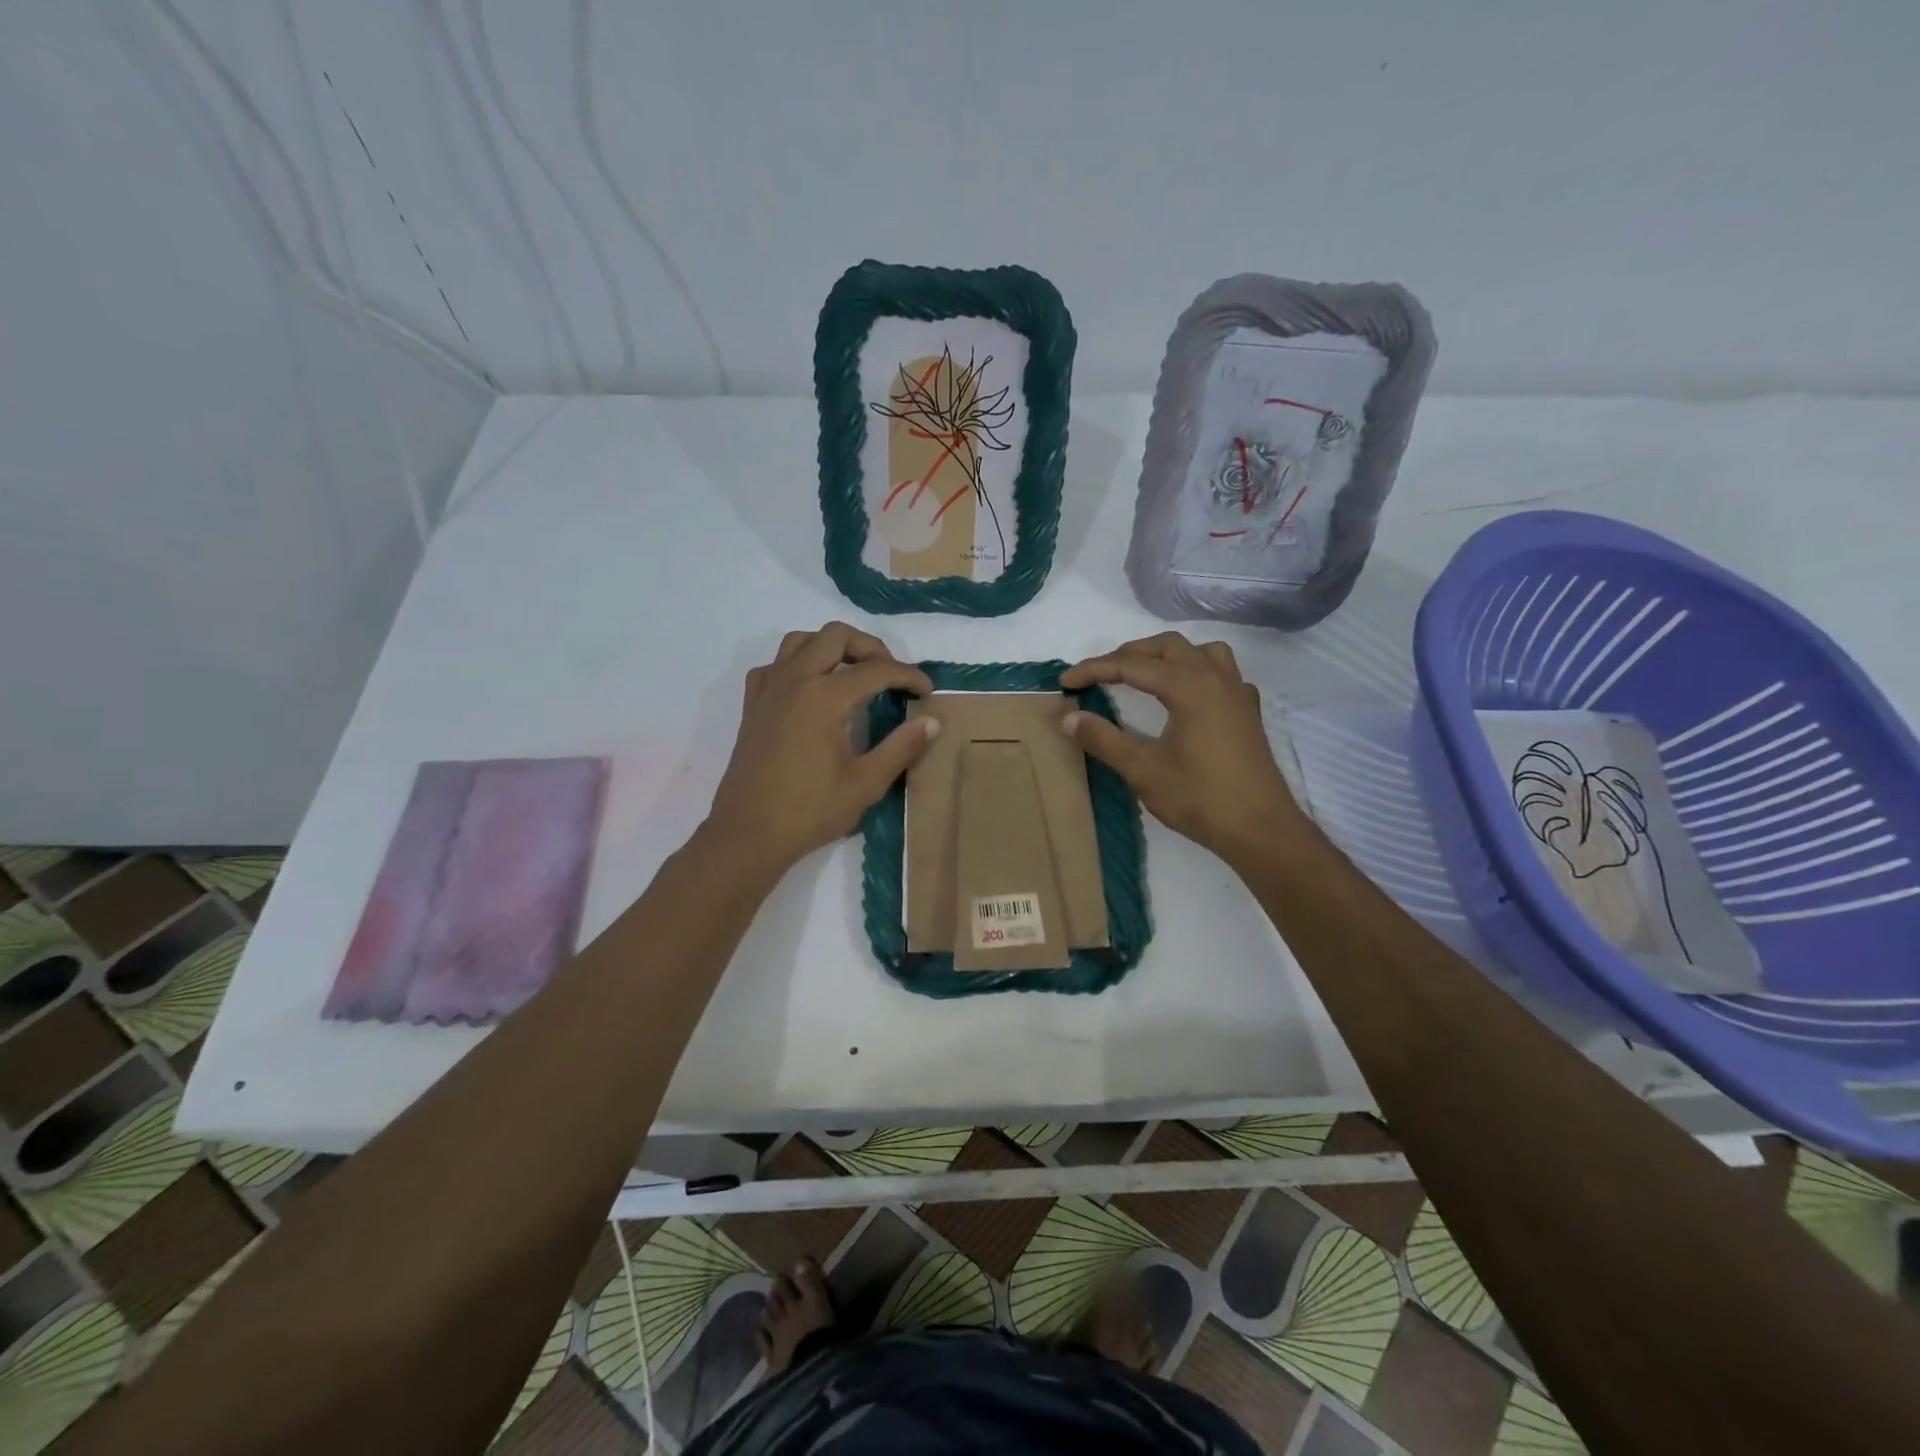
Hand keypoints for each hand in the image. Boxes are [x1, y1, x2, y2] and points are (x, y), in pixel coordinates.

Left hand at [705, 623, 937, 868]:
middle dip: (870, 648)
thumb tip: (932, 721)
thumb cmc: (809, 811)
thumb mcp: (866, 783)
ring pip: (801, 640)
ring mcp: (768, 689)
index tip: (926, 691)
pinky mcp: (753, 704)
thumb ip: (902, 747)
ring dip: (832, 647)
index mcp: (824, 697)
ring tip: (853, 673)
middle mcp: (794, 680)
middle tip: (890, 676)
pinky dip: (799, 663)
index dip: (908, 675)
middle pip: (836, 636)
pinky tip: (812, 689)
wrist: (748, 834)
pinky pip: (776, 664)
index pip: (876, 670)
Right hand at [1061, 633, 1304, 865]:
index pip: (1131, 665)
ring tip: (1143, 674)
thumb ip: (1104, 739)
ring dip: (1166, 655)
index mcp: (1189, 686)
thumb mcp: (1142, 770)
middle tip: (1099, 675)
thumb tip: (1069, 717)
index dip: (1094, 670)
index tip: (1065, 682)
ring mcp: (1237, 692)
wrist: (1260, 829)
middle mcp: (1215, 677)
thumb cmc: (1199, 798)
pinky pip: (1221, 671)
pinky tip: (1187, 695)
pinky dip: (1195, 670)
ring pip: (1199, 651)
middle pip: (1166, 647)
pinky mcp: (1247, 711)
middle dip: (1128, 655)